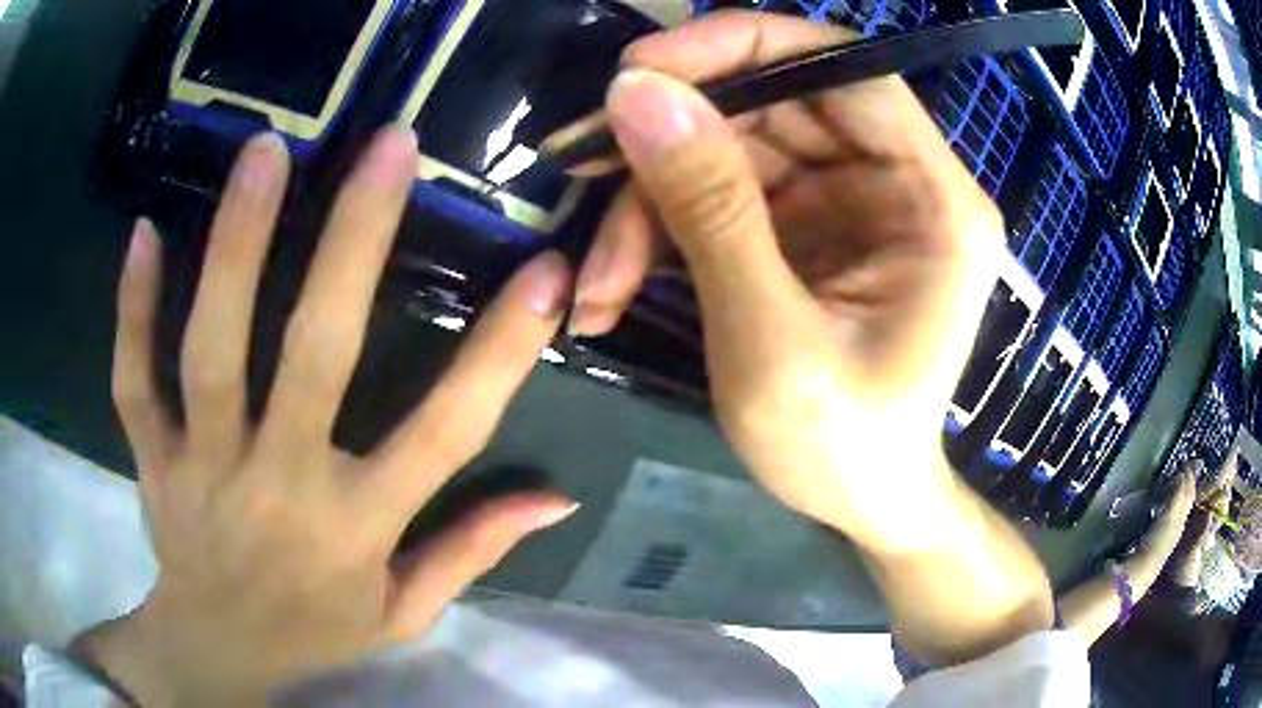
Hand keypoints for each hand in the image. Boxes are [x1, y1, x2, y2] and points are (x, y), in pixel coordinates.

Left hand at [76, 128, 576, 704]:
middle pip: (314, 356)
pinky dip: (132, 307)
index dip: (499, 353)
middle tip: (388, 145)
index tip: (545, 272)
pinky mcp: (152, 459)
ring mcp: (202, 468)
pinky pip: (133, 379)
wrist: (216, 651)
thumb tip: (558, 497)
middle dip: (355, 242)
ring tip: (267, 151)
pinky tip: (145, 233)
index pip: (444, 436)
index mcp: (357, 531)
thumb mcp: (405, 612)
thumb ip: (474, 551)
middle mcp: (280, 488)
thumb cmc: (315, 631)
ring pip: (211, 348)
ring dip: (237, 244)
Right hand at [567, 12, 1003, 549]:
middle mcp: (899, 183)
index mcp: (934, 202)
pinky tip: (614, 292)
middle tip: (581, 173)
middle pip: (774, 103)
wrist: (859, 505)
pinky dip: (659, 233)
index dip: (744, 46)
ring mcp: (849, 202)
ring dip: (648, 204)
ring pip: (730, 149)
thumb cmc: (840, 450)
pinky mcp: (806, 228)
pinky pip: (720, 194)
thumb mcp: (771, 342)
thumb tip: (637, 95)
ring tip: (597, 286)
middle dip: (670, 139)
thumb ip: (711, 209)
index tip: (639, 69)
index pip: (846, 68)